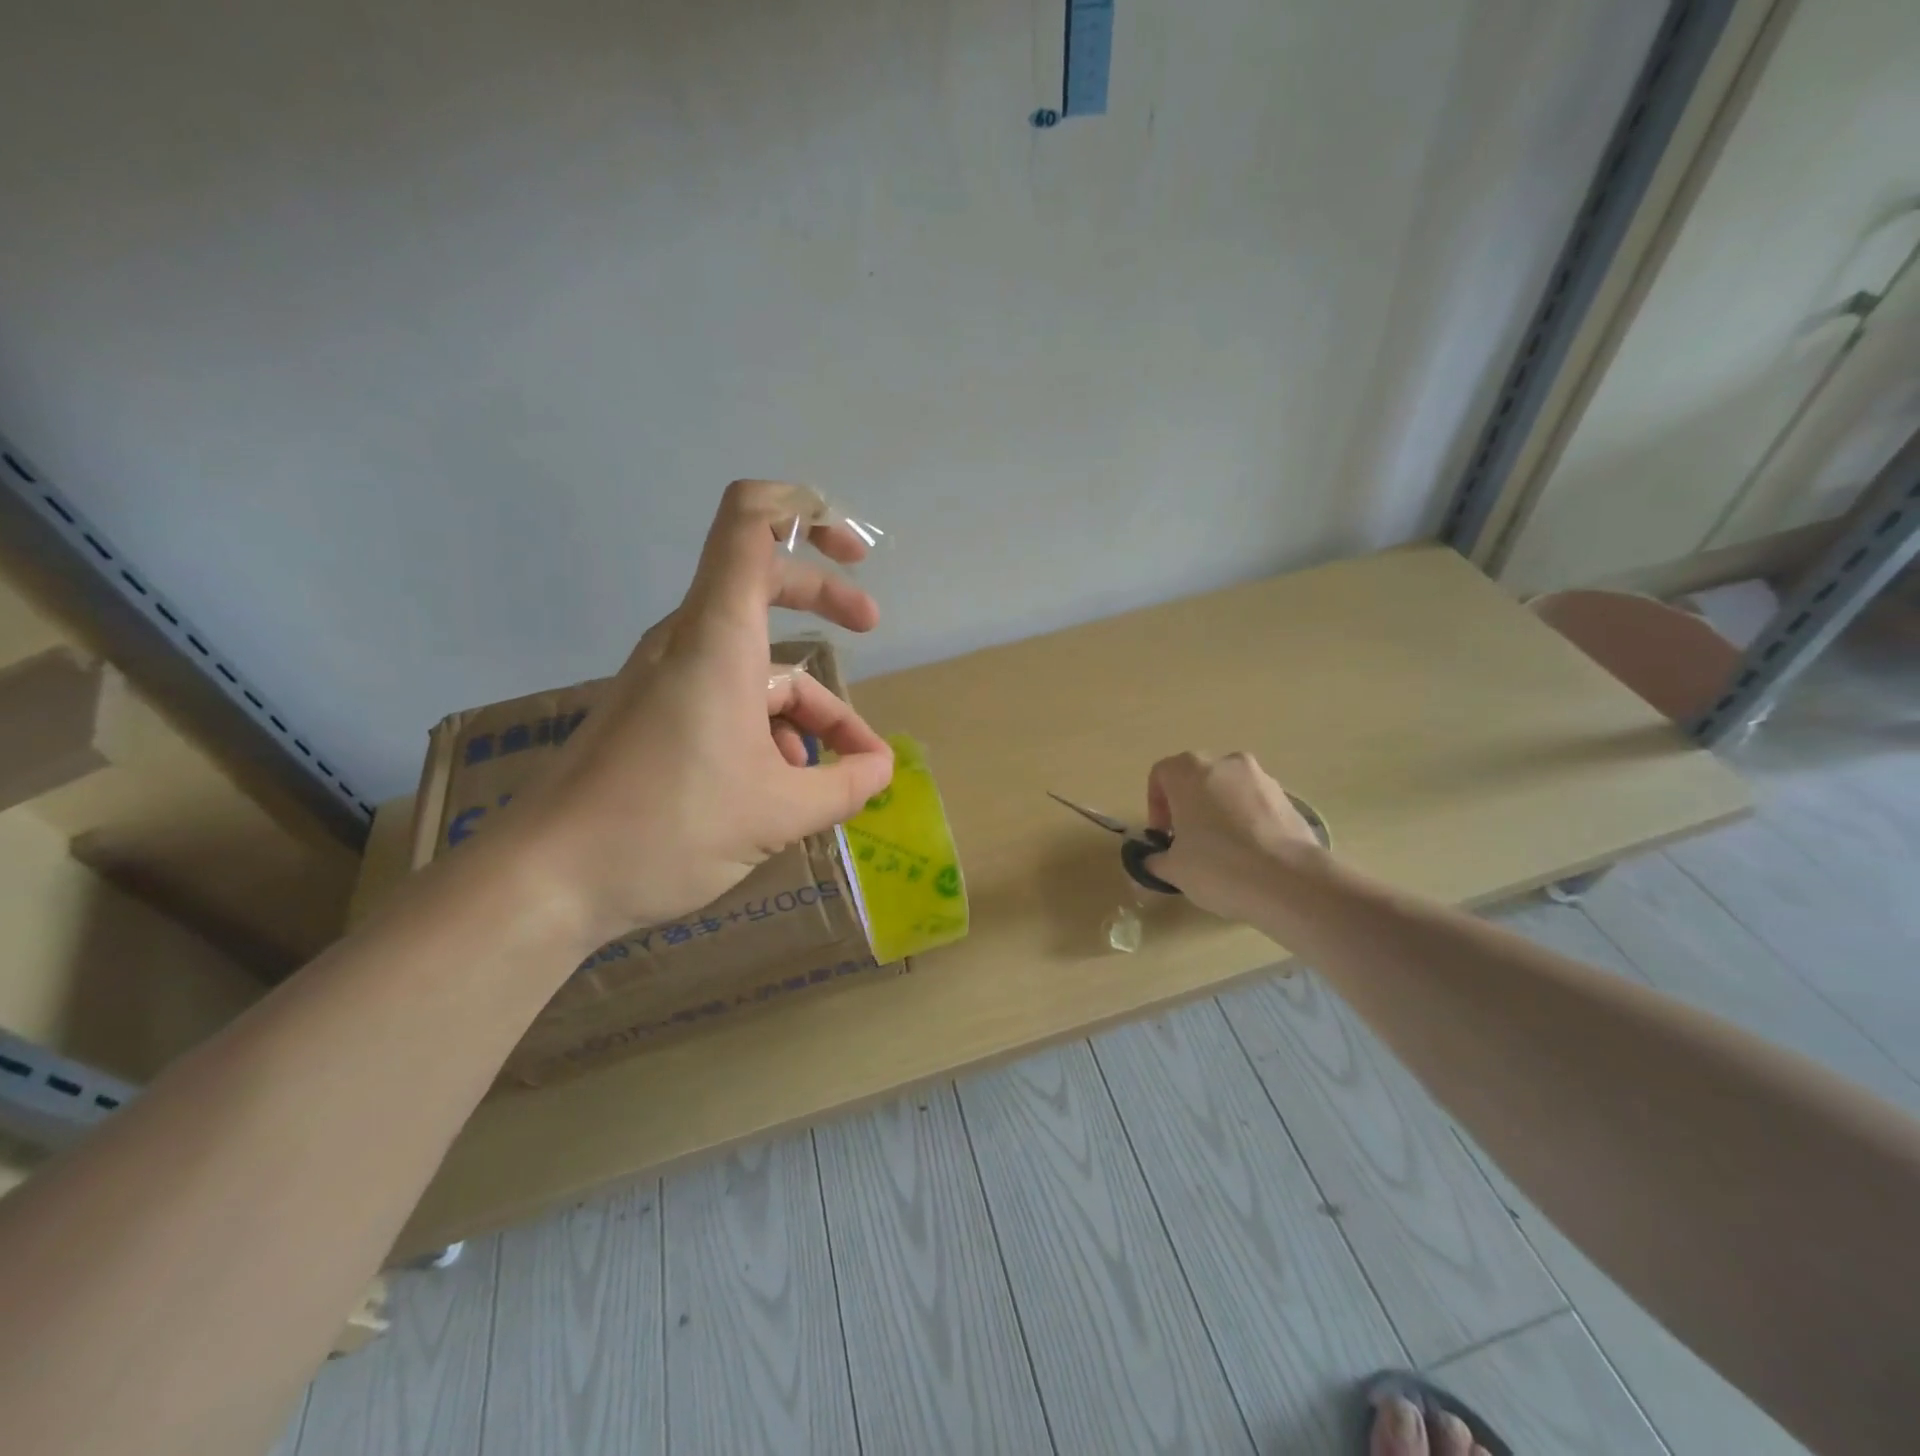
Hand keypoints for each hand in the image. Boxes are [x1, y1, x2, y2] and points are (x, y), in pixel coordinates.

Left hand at [506, 480, 894, 946]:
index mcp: (717, 639)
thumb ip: (845, 786)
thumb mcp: (779, 812)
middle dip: (825, 600)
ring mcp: (667, 678)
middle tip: (871, 627)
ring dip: (805, 703)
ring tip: (840, 769)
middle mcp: (689, 642)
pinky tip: (787, 782)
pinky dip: (768, 726)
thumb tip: (880, 770)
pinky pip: (726, 697)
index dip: (804, 512)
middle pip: (763, 582)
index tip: (852, 551)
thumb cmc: (667, 829)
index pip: (749, 524)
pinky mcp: (655, 714)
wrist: (546, 880)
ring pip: (754, 662)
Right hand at [1143, 751, 1325, 921]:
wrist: (1290, 882)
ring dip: (1219, 811)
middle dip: (1188, 805)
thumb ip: (1156, 859)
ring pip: (1228, 788)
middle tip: (1188, 840)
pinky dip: (1247, 820)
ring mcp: (1261, 777)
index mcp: (1189, 771)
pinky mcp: (1288, 797)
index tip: (1163, 835)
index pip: (1161, 774)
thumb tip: (1153, 860)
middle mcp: (1225, 763)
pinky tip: (1250, 854)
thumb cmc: (1218, 867)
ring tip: (1222, 849)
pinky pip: (1255, 803)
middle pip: (1196, 777)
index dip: (1156, 804)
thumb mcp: (1174, 870)